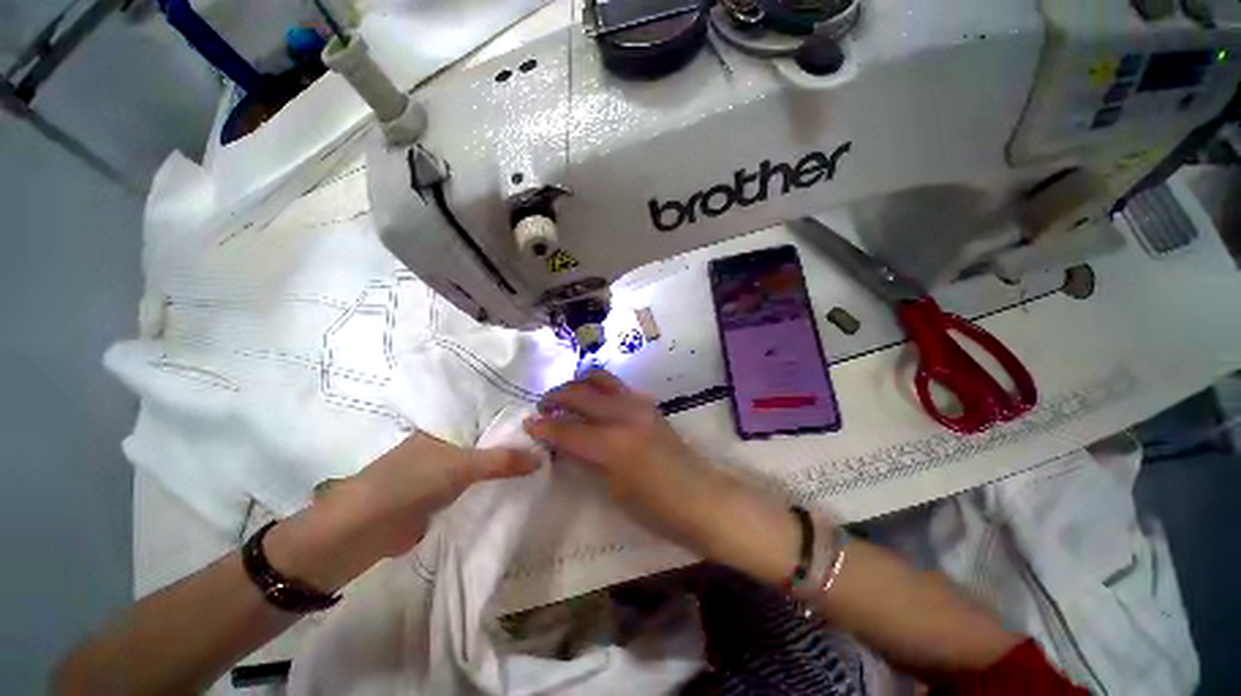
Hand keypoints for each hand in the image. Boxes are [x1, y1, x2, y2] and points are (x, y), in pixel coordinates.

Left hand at [268, 433, 539, 590]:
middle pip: (485, 441)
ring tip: (538, 461)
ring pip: (480, 463)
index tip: (541, 421)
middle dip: (511, 444)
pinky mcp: (439, 496)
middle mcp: (444, 445)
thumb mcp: (463, 465)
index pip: (486, 417)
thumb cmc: (412, 481)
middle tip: (546, 442)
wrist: (366, 528)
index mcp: (445, 428)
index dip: (511, 419)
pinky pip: (473, 486)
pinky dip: (490, 486)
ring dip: (501, 466)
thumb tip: (543, 455)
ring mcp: (441, 471)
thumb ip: (503, 460)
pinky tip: (514, 485)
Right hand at [523, 369, 742, 556]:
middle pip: (580, 393)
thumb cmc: (655, 507)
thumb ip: (586, 459)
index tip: (528, 423)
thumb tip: (564, 444)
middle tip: (544, 407)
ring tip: (567, 398)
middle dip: (556, 396)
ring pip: (600, 378)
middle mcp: (624, 414)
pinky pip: (617, 386)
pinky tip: (593, 403)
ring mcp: (639, 403)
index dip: (544, 426)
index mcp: (612, 443)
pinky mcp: (648, 403)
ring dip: (578, 384)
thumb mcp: (612, 489)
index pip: (568, 428)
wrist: (700, 496)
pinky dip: (598, 388)